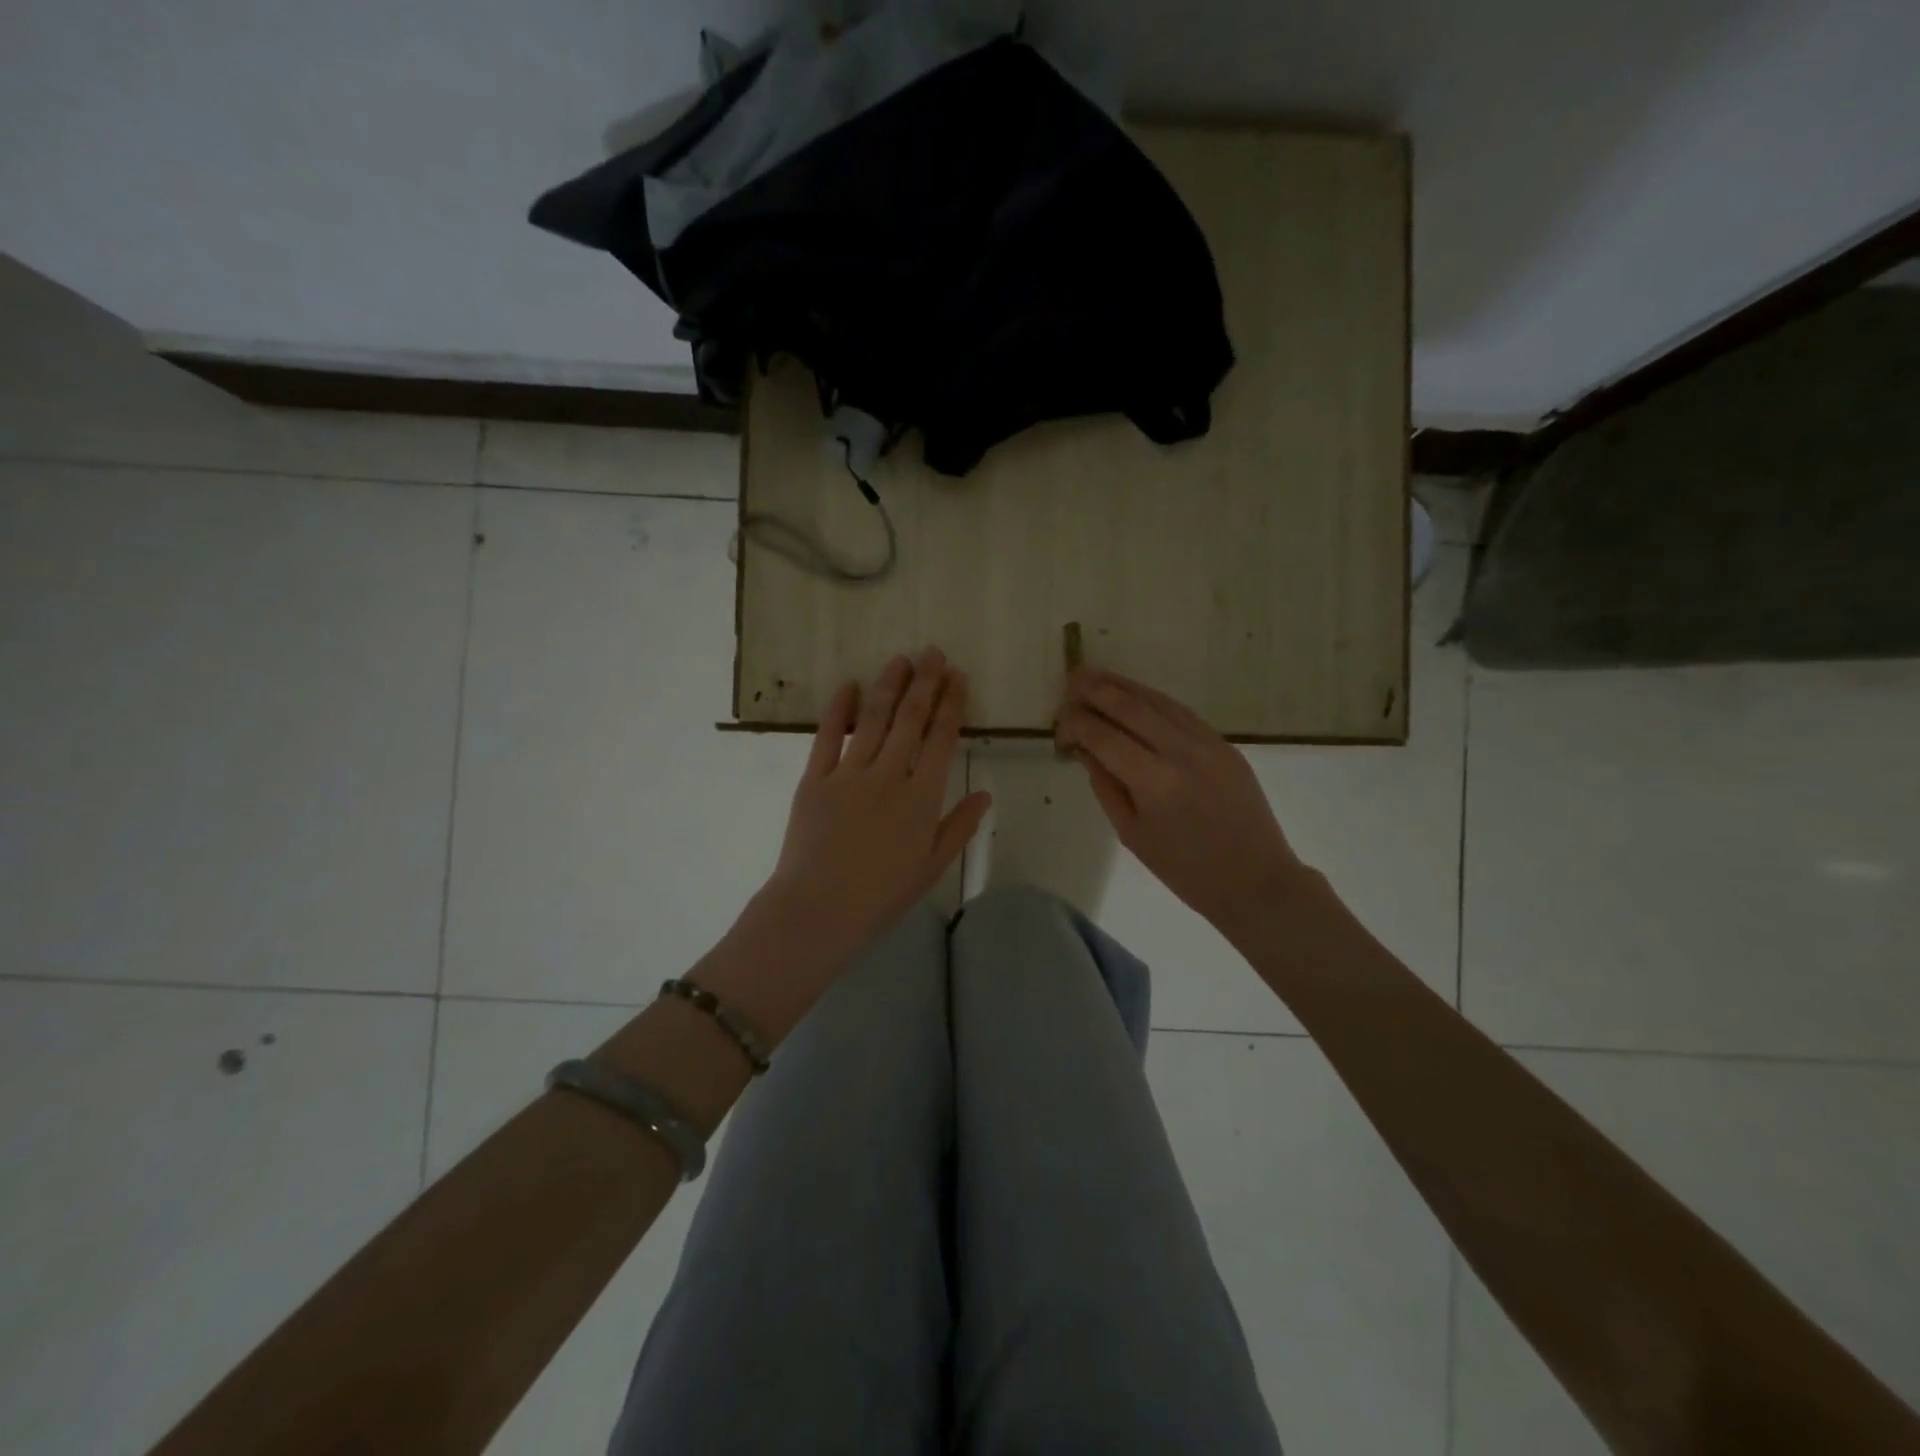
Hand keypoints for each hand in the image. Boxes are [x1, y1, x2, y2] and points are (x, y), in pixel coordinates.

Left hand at [699, 649, 991, 1040]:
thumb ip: (959, 827)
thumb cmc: (881, 895)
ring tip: (900, 659)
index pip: (941, 740)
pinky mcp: (814, 779)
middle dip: (924, 683)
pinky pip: (828, 736)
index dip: (951, 705)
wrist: (818, 910)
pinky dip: (839, 709)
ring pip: (873, 720)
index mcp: (920, 798)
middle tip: (933, 652)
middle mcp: (888, 776)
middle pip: (910, 720)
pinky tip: (849, 686)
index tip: (958, 678)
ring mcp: (849, 774)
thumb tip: (986, 793)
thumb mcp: (931, 867)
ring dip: (888, 686)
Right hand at [1055, 667, 1302, 944]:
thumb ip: (1106, 785)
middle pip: (1130, 708)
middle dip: (1095, 690)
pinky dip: (1153, 699)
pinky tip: (1135, 695)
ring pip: (1157, 701)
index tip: (1059, 725)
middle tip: (1070, 679)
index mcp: (1154, 782)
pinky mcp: (1223, 744)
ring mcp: (1207, 743)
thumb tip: (1086, 748)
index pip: (1103, 737)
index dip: (1076, 724)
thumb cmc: (1185, 870)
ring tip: (1095, 675)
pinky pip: (1181, 712)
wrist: (1255, 880)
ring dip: (1123, 685)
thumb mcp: (1132, 834)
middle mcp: (1180, 752)